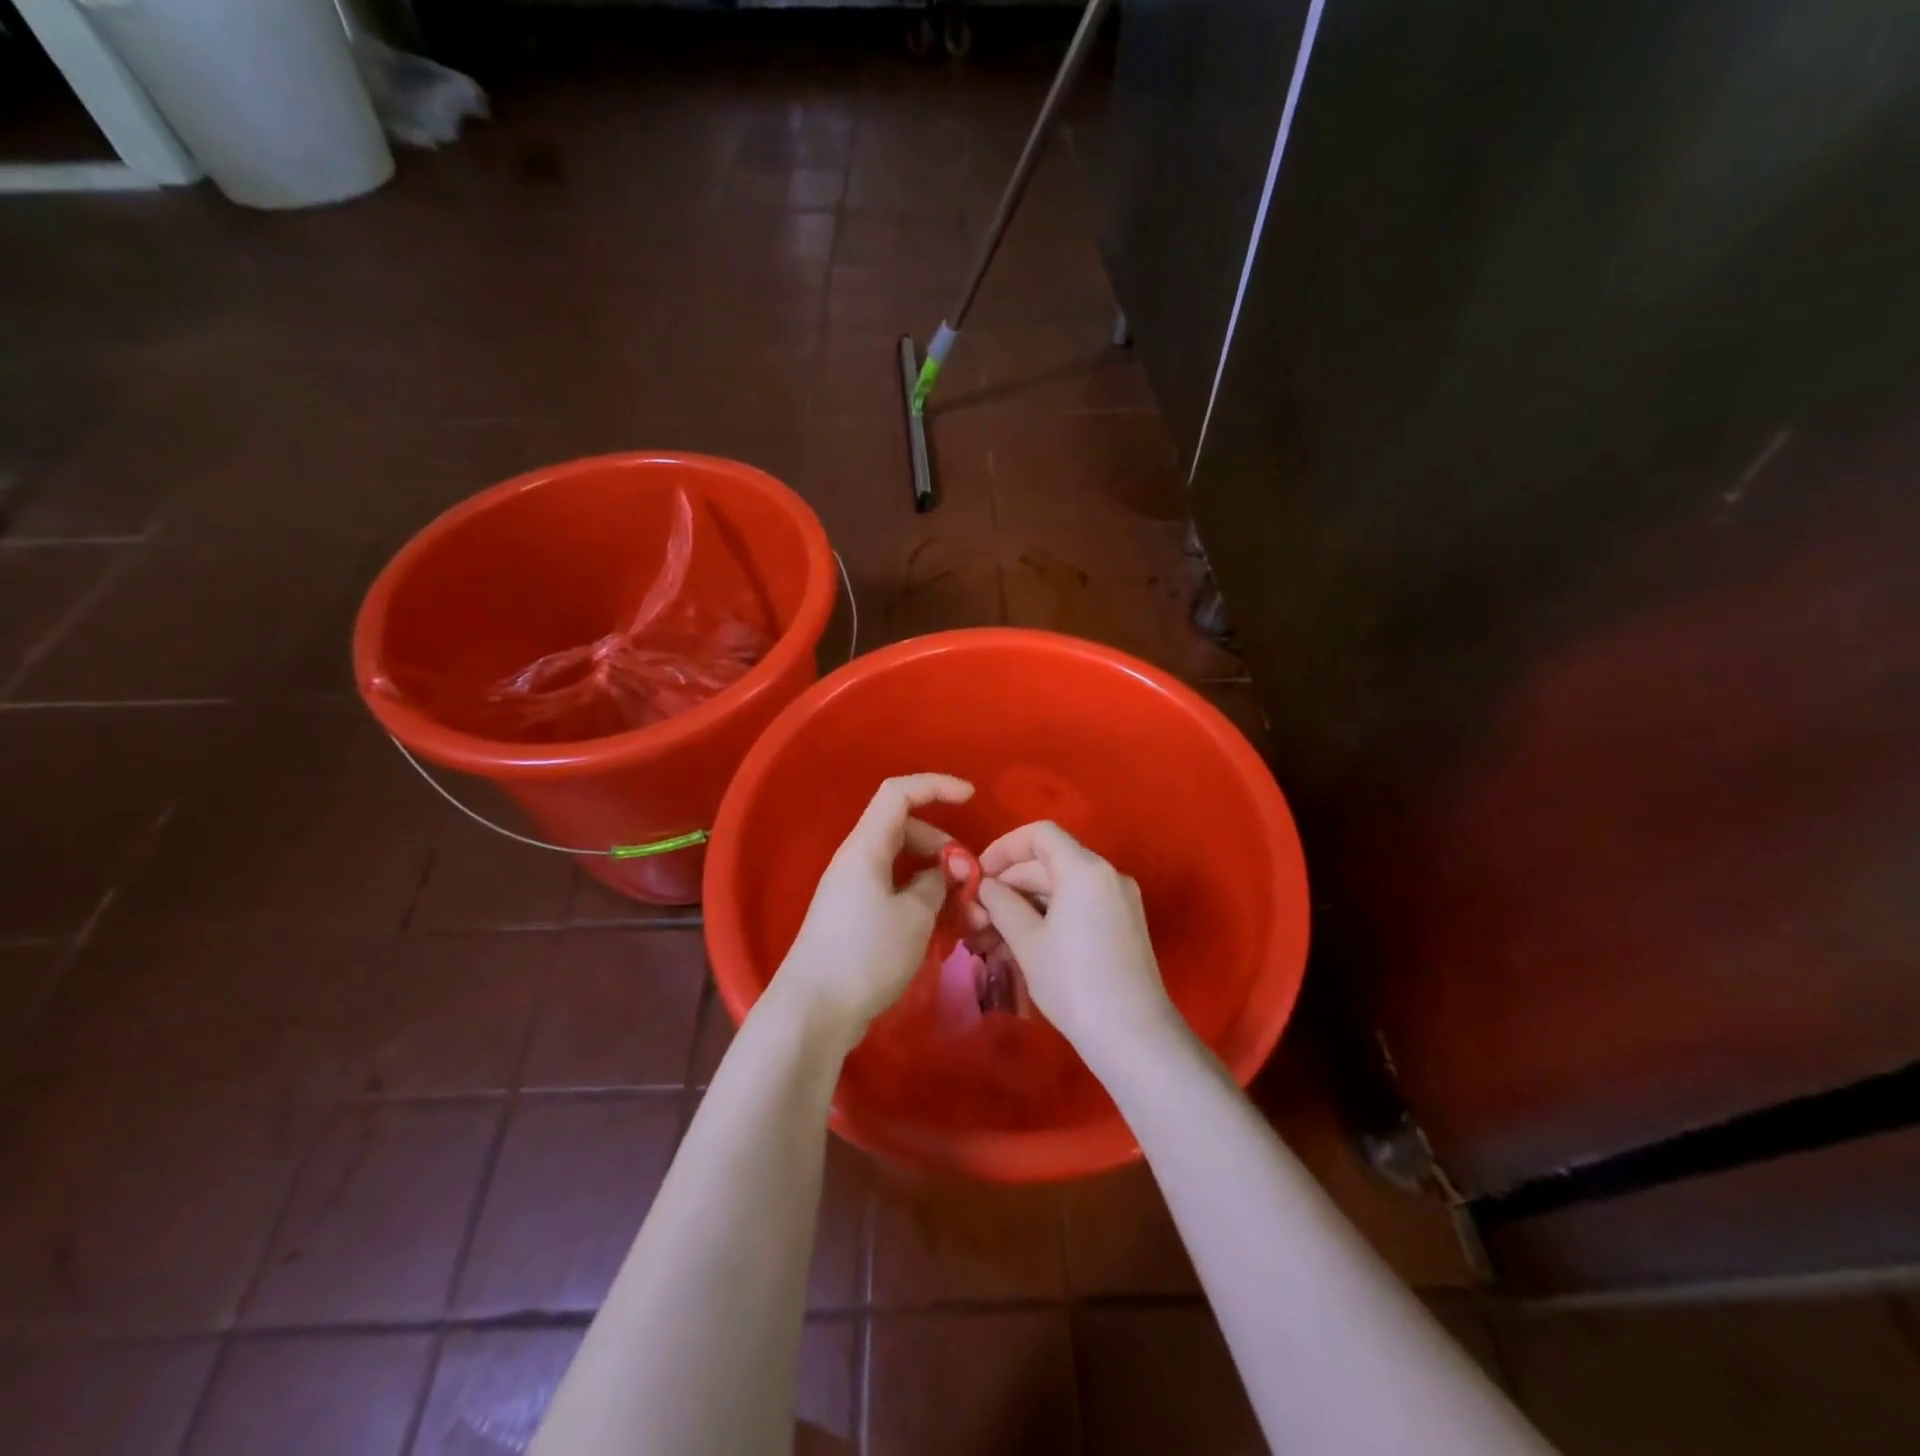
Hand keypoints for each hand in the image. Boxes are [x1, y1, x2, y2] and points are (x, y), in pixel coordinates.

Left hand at [773, 774, 974, 1050]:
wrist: (813, 1011)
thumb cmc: (865, 955)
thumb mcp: (915, 916)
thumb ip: (937, 884)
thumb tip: (945, 871)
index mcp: (866, 847)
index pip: (899, 793)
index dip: (936, 786)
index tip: (971, 797)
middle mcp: (856, 860)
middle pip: (905, 829)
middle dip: (943, 845)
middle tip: (969, 877)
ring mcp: (853, 889)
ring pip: (902, 863)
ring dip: (935, 876)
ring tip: (963, 909)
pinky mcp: (854, 916)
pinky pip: (894, 889)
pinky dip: (920, 897)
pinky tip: (941, 923)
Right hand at [974, 821, 1179, 1067]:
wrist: (1134, 1036)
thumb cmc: (1073, 982)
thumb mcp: (1027, 941)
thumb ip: (1001, 903)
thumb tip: (985, 885)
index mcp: (1085, 869)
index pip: (1039, 834)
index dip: (1004, 847)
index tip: (978, 874)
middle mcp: (1107, 874)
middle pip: (1050, 860)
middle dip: (1010, 882)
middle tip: (977, 913)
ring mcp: (1119, 900)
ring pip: (1062, 886)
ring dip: (1026, 902)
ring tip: (993, 935)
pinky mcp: (1123, 924)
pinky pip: (1079, 904)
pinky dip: (1049, 914)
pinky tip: (1024, 943)